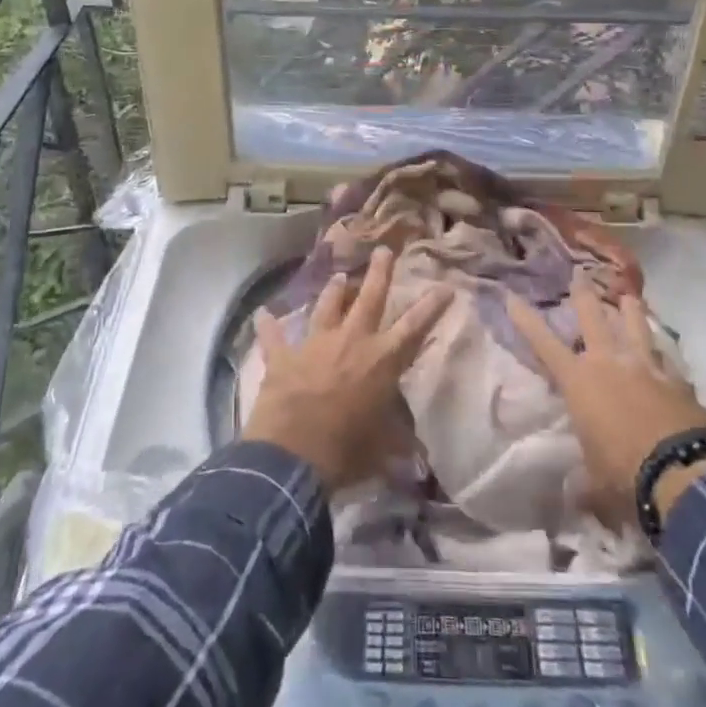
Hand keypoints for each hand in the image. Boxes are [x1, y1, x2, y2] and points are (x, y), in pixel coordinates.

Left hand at [243, 247, 451, 492]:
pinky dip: (267, 324)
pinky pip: (274, 336)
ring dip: (333, 290)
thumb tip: (416, 457)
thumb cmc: (345, 451)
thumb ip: (397, 442)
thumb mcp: (381, 449)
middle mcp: (351, 341)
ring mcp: (315, 344)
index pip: (413, 327)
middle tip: (383, 249)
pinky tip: (261, 312)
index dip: (431, 306)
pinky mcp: (283, 356)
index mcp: (380, 360)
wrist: (291, 457)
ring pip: (327, 306)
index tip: (445, 286)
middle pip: (369, 297)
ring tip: (338, 276)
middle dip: (379, 272)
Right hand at [506, 285, 705, 529]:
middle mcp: (610, 363)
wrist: (684, 473)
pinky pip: (667, 360)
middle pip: (593, 317)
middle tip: (579, 276)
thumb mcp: (596, 485)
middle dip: (583, 295)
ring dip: (629, 310)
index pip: (543, 343)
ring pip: (636, 325)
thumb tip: (576, 500)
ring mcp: (647, 367)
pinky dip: (663, 356)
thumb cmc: (625, 474)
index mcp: (580, 382)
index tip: (511, 295)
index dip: (526, 319)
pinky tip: (667, 358)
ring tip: (629, 296)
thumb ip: (585, 485)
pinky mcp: (679, 381)